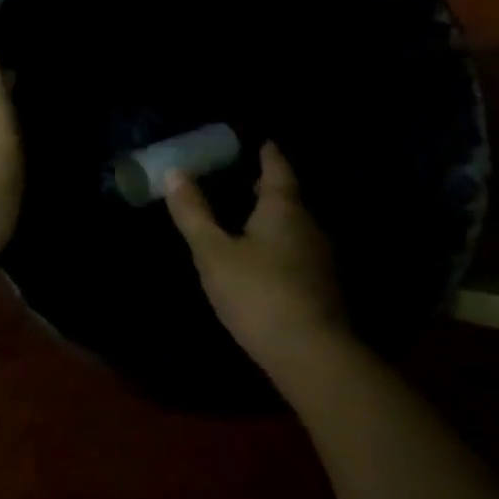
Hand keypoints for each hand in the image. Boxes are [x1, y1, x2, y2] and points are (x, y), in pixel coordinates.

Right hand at [166, 143, 350, 384]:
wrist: (313, 357)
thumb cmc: (258, 294)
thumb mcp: (214, 253)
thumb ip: (194, 213)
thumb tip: (175, 172)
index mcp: (284, 208)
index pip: (278, 168)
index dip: (268, 153)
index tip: (261, 142)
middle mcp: (309, 225)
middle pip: (289, 197)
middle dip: (268, 187)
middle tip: (244, 180)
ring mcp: (320, 259)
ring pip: (295, 226)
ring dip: (274, 219)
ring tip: (246, 219)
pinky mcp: (323, 288)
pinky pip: (298, 252)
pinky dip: (280, 245)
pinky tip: (263, 261)